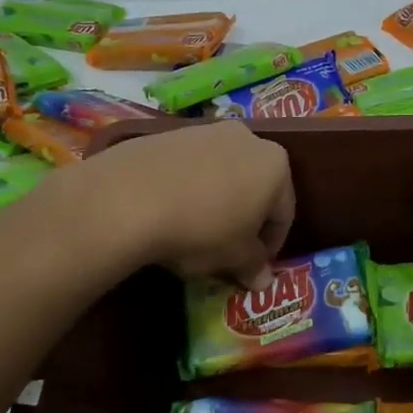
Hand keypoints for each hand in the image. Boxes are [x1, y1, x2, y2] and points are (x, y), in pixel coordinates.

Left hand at [81, 121, 293, 287]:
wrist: (129, 197)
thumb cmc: (201, 228)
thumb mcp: (234, 257)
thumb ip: (254, 265)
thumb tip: (264, 281)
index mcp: (276, 165)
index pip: (284, 212)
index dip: (271, 245)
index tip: (255, 266)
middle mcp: (247, 138)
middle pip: (255, 187)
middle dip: (245, 219)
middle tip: (227, 250)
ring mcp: (206, 131)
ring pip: (222, 174)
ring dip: (217, 202)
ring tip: (195, 232)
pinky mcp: (169, 134)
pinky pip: (190, 167)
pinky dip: (188, 188)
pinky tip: (170, 212)